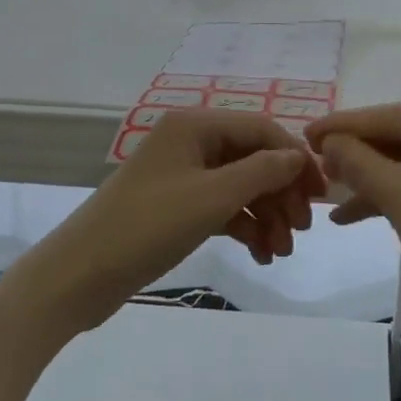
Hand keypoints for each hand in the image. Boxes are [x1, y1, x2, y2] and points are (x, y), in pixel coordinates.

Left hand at [43, 110, 323, 329]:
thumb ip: (262, 172)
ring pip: (240, 186)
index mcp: (195, 125)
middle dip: (281, 193)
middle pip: (253, 158)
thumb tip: (299, 156)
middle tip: (300, 232)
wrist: (80, 275)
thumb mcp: (211, 197)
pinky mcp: (177, 206)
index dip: (295, 158)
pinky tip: (260, 255)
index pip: (262, 129)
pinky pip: (222, 207)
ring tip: (280, 253)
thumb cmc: (147, 226)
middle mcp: (190, 142)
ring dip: (266, 215)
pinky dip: (244, 227)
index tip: (321, 195)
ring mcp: (182, 175)